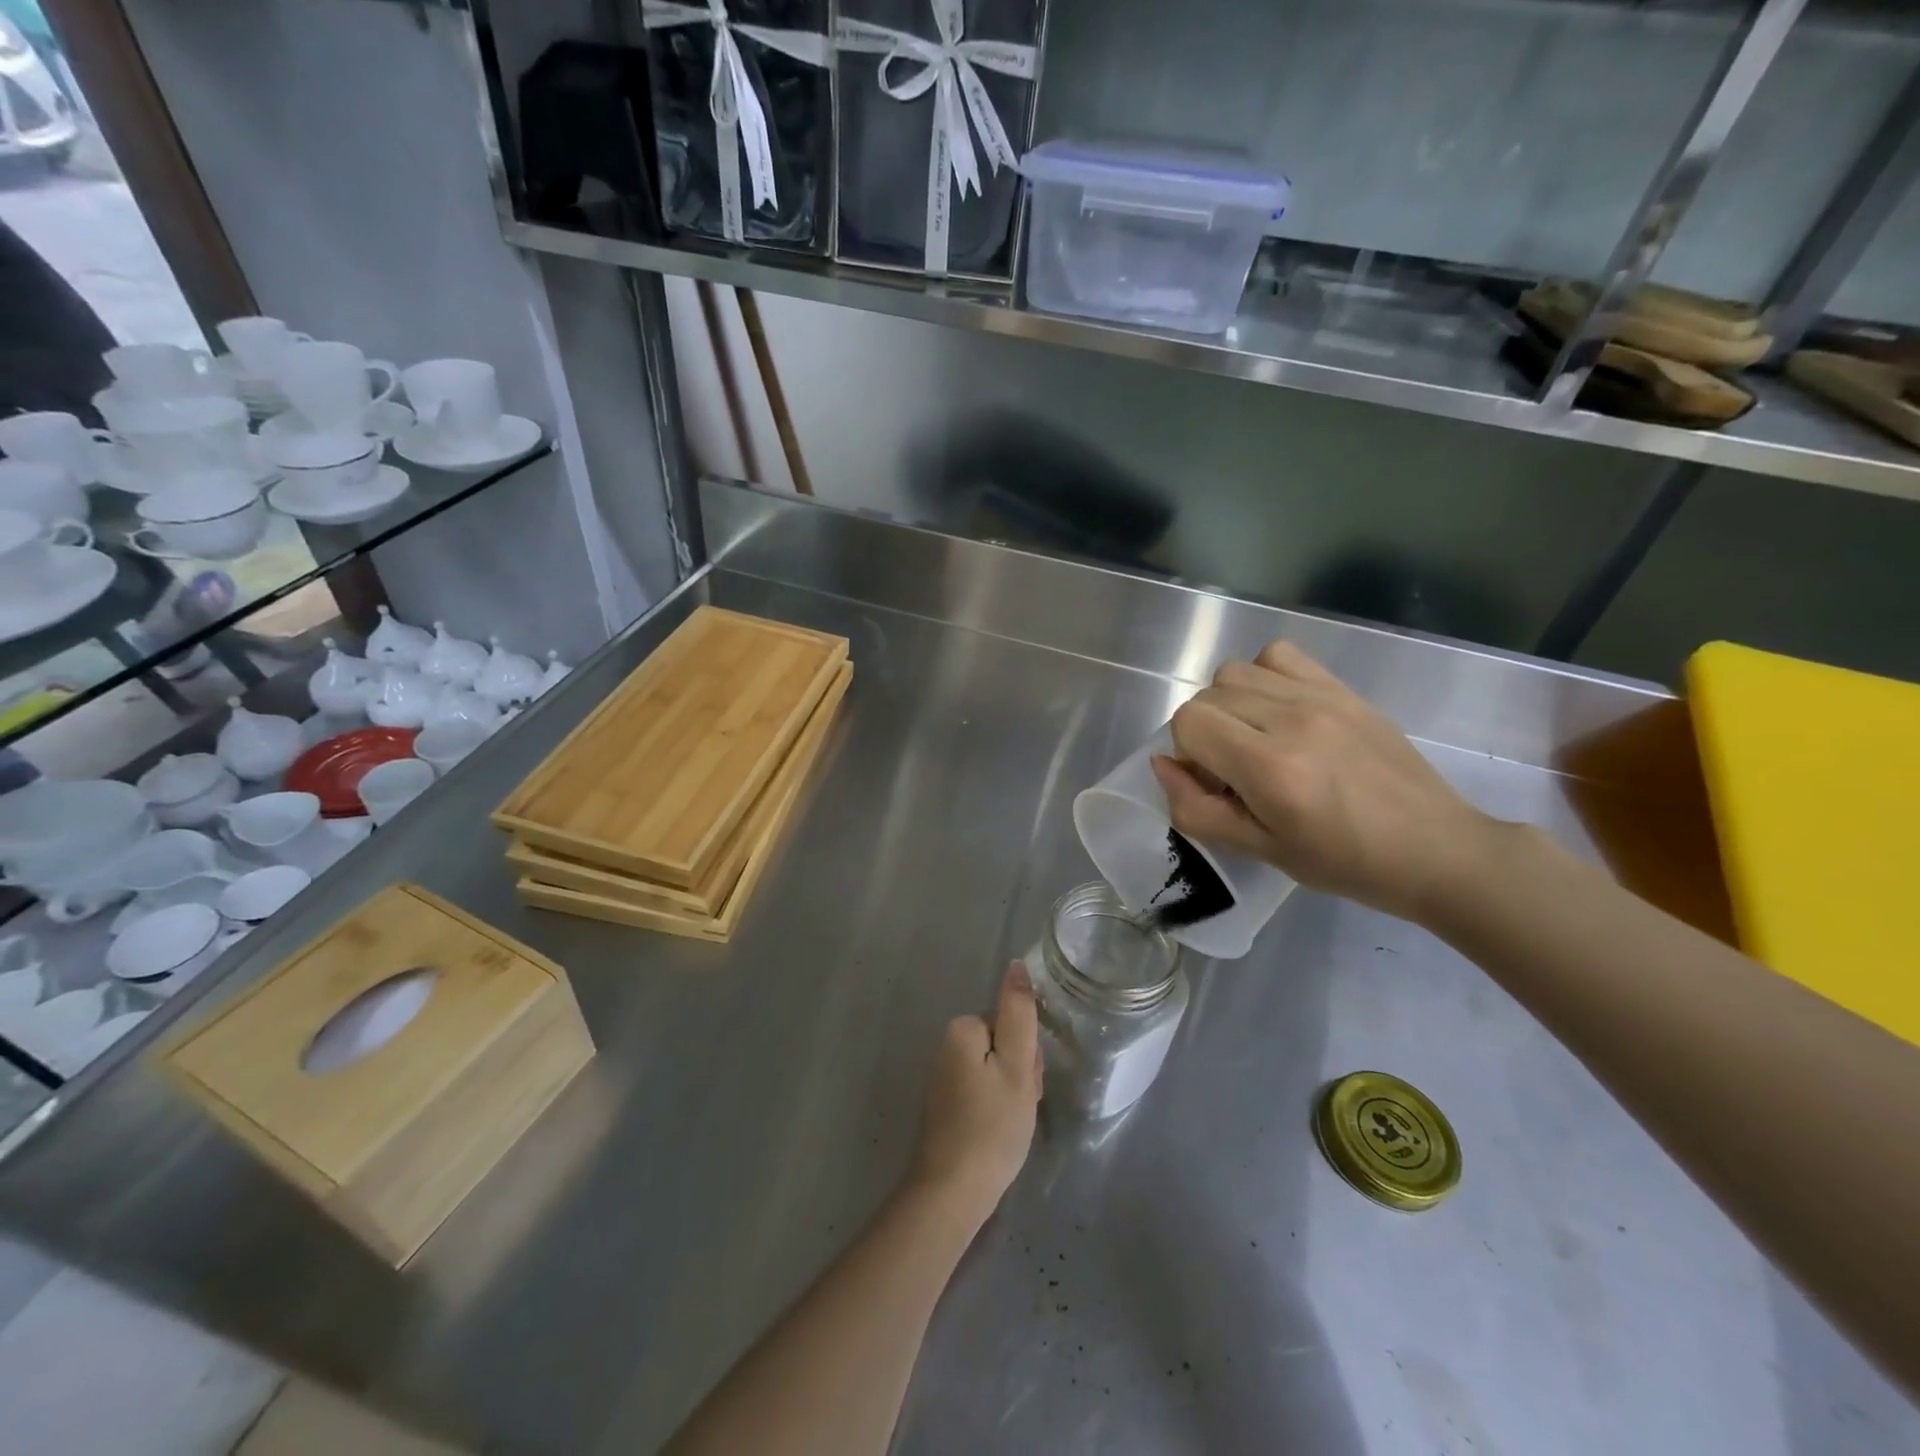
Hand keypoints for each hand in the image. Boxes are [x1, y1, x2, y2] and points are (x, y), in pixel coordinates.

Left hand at [910, 962, 1041, 1228]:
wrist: (951, 1193)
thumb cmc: (991, 1127)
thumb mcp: (1016, 1066)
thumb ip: (1018, 1012)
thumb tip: (1015, 964)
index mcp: (962, 1030)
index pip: (1011, 1022)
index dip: (1028, 1053)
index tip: (1028, 1083)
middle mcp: (947, 1046)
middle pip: (1003, 1044)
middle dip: (1021, 1072)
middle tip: (1021, 1106)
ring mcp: (945, 1077)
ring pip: (997, 1071)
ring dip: (1012, 1093)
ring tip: (1012, 1124)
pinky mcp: (947, 1105)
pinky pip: (983, 1092)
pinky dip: (997, 1110)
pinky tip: (999, 1134)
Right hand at [1151, 640, 1496, 922]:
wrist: (1435, 848)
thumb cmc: (1345, 862)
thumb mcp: (1261, 851)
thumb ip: (1198, 810)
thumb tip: (1163, 764)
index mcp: (1270, 768)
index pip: (1189, 721)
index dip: (1188, 753)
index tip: (1214, 782)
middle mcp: (1292, 719)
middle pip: (1208, 694)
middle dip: (1206, 732)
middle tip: (1236, 769)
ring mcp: (1321, 697)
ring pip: (1235, 670)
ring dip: (1230, 703)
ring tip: (1256, 736)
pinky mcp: (1342, 688)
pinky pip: (1279, 655)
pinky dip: (1264, 676)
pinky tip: (1280, 710)